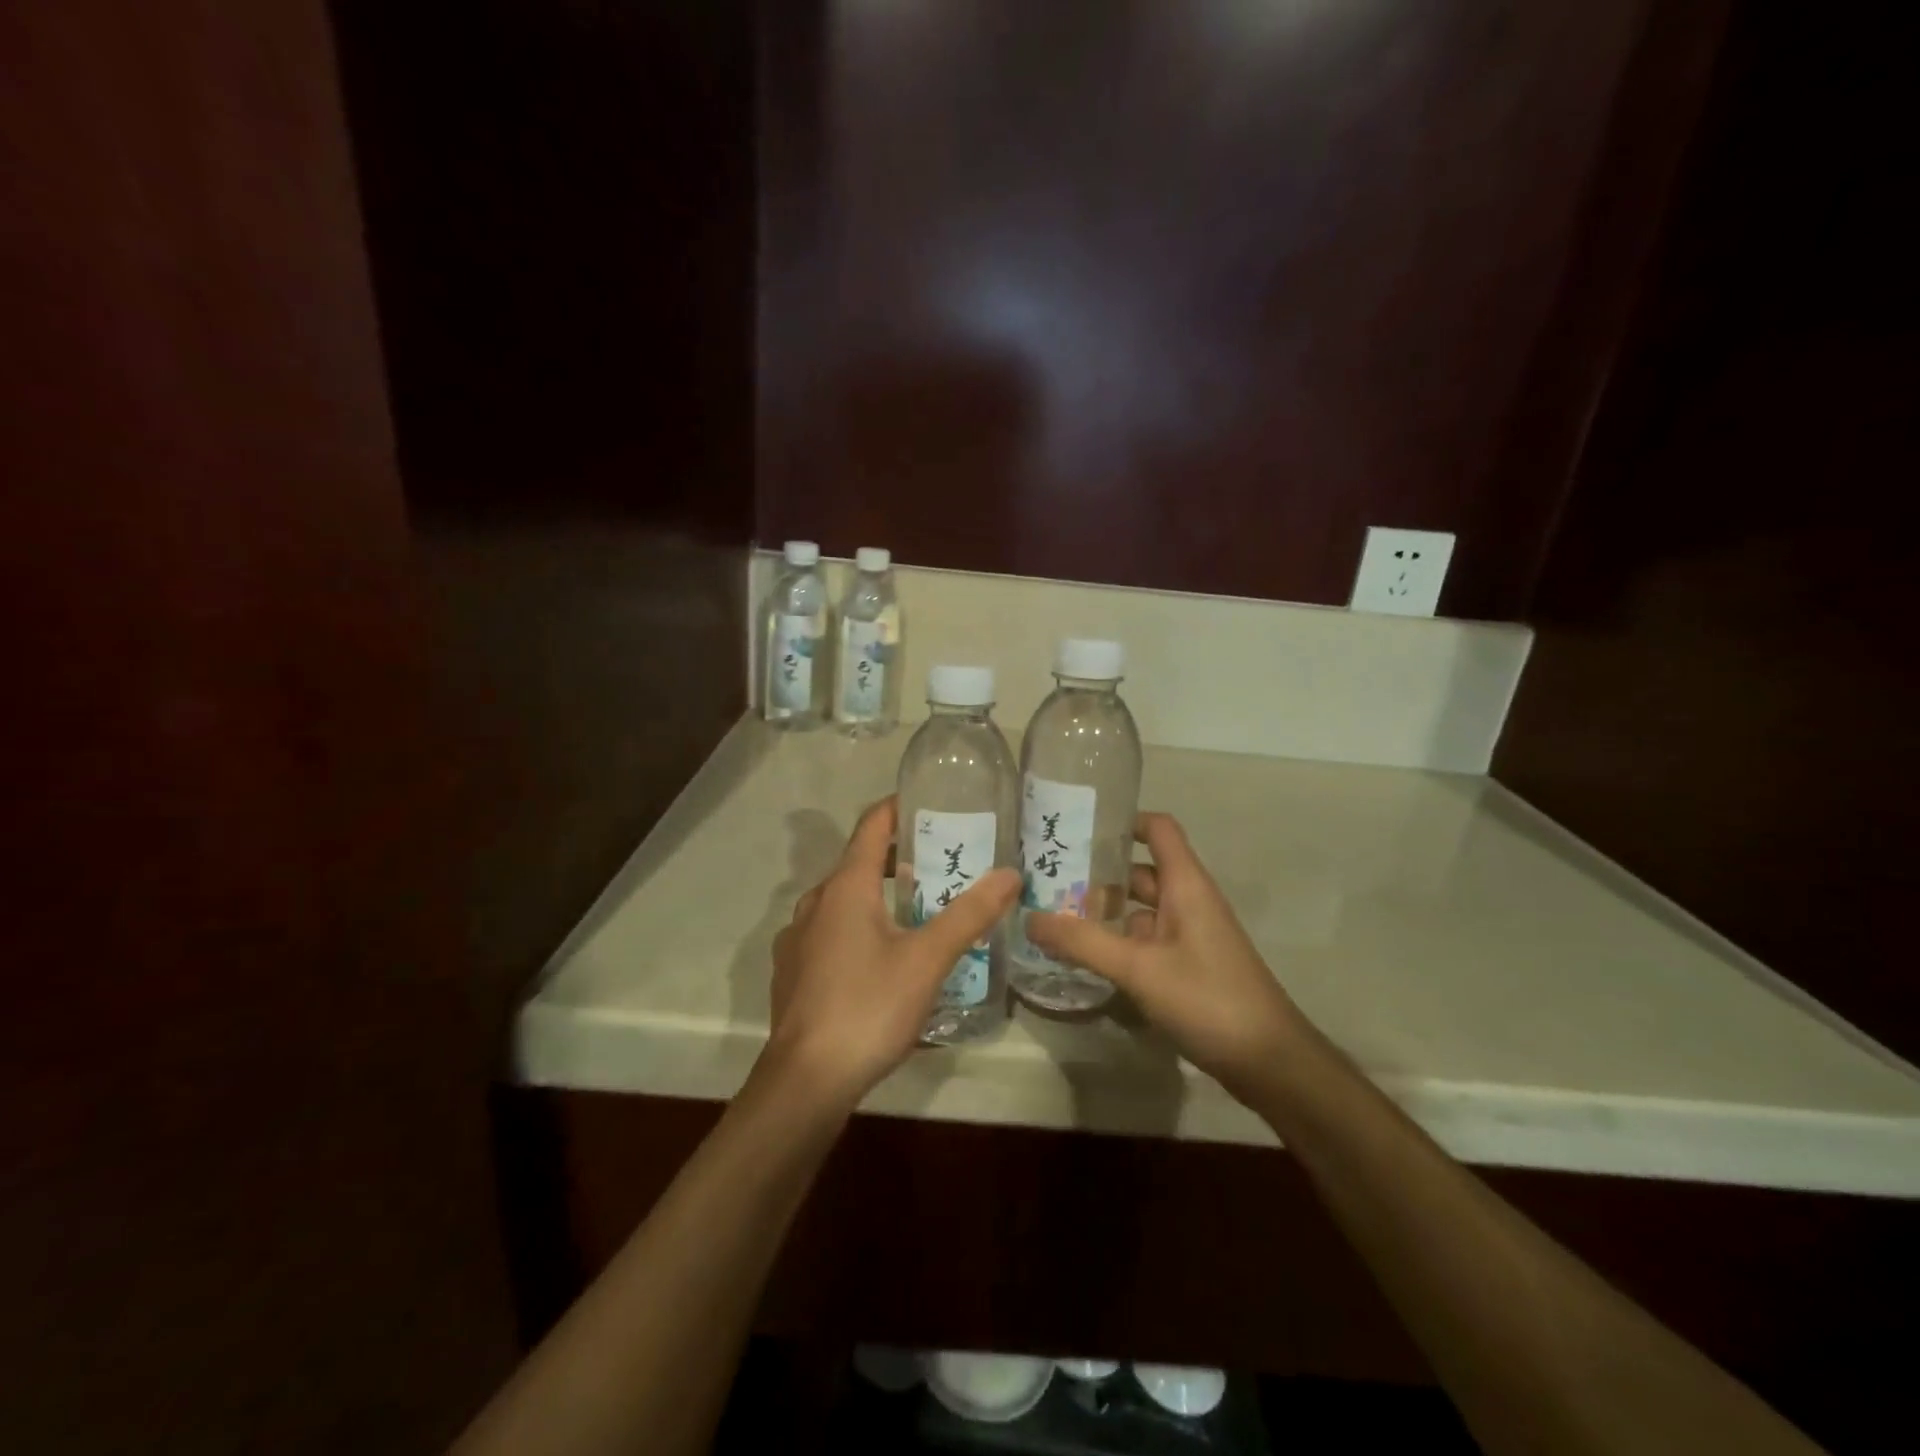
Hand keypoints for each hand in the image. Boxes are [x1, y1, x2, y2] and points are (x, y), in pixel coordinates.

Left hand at [764, 796, 1019, 1109]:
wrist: (805, 1081)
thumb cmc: (868, 1007)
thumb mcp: (928, 959)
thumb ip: (970, 914)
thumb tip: (1010, 873)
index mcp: (845, 887)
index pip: (871, 826)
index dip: (899, 808)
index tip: (932, 804)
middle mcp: (815, 902)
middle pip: (859, 863)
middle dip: (899, 859)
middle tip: (942, 864)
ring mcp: (798, 939)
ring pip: (843, 901)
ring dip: (879, 896)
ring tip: (919, 911)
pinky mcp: (793, 972)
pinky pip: (830, 933)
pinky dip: (859, 928)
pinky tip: (883, 960)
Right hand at [1027, 812, 1306, 1101]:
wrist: (1269, 1062)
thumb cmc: (1208, 998)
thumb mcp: (1139, 968)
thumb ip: (1083, 942)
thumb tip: (1029, 917)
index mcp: (1185, 885)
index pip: (1157, 829)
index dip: (1122, 820)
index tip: (1078, 827)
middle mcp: (1188, 901)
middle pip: (1140, 871)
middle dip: (1097, 873)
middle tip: (1046, 877)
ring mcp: (1189, 935)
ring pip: (1140, 910)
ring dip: (1103, 912)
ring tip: (1053, 916)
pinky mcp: (1188, 966)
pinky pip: (1146, 941)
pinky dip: (1117, 943)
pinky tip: (1084, 957)